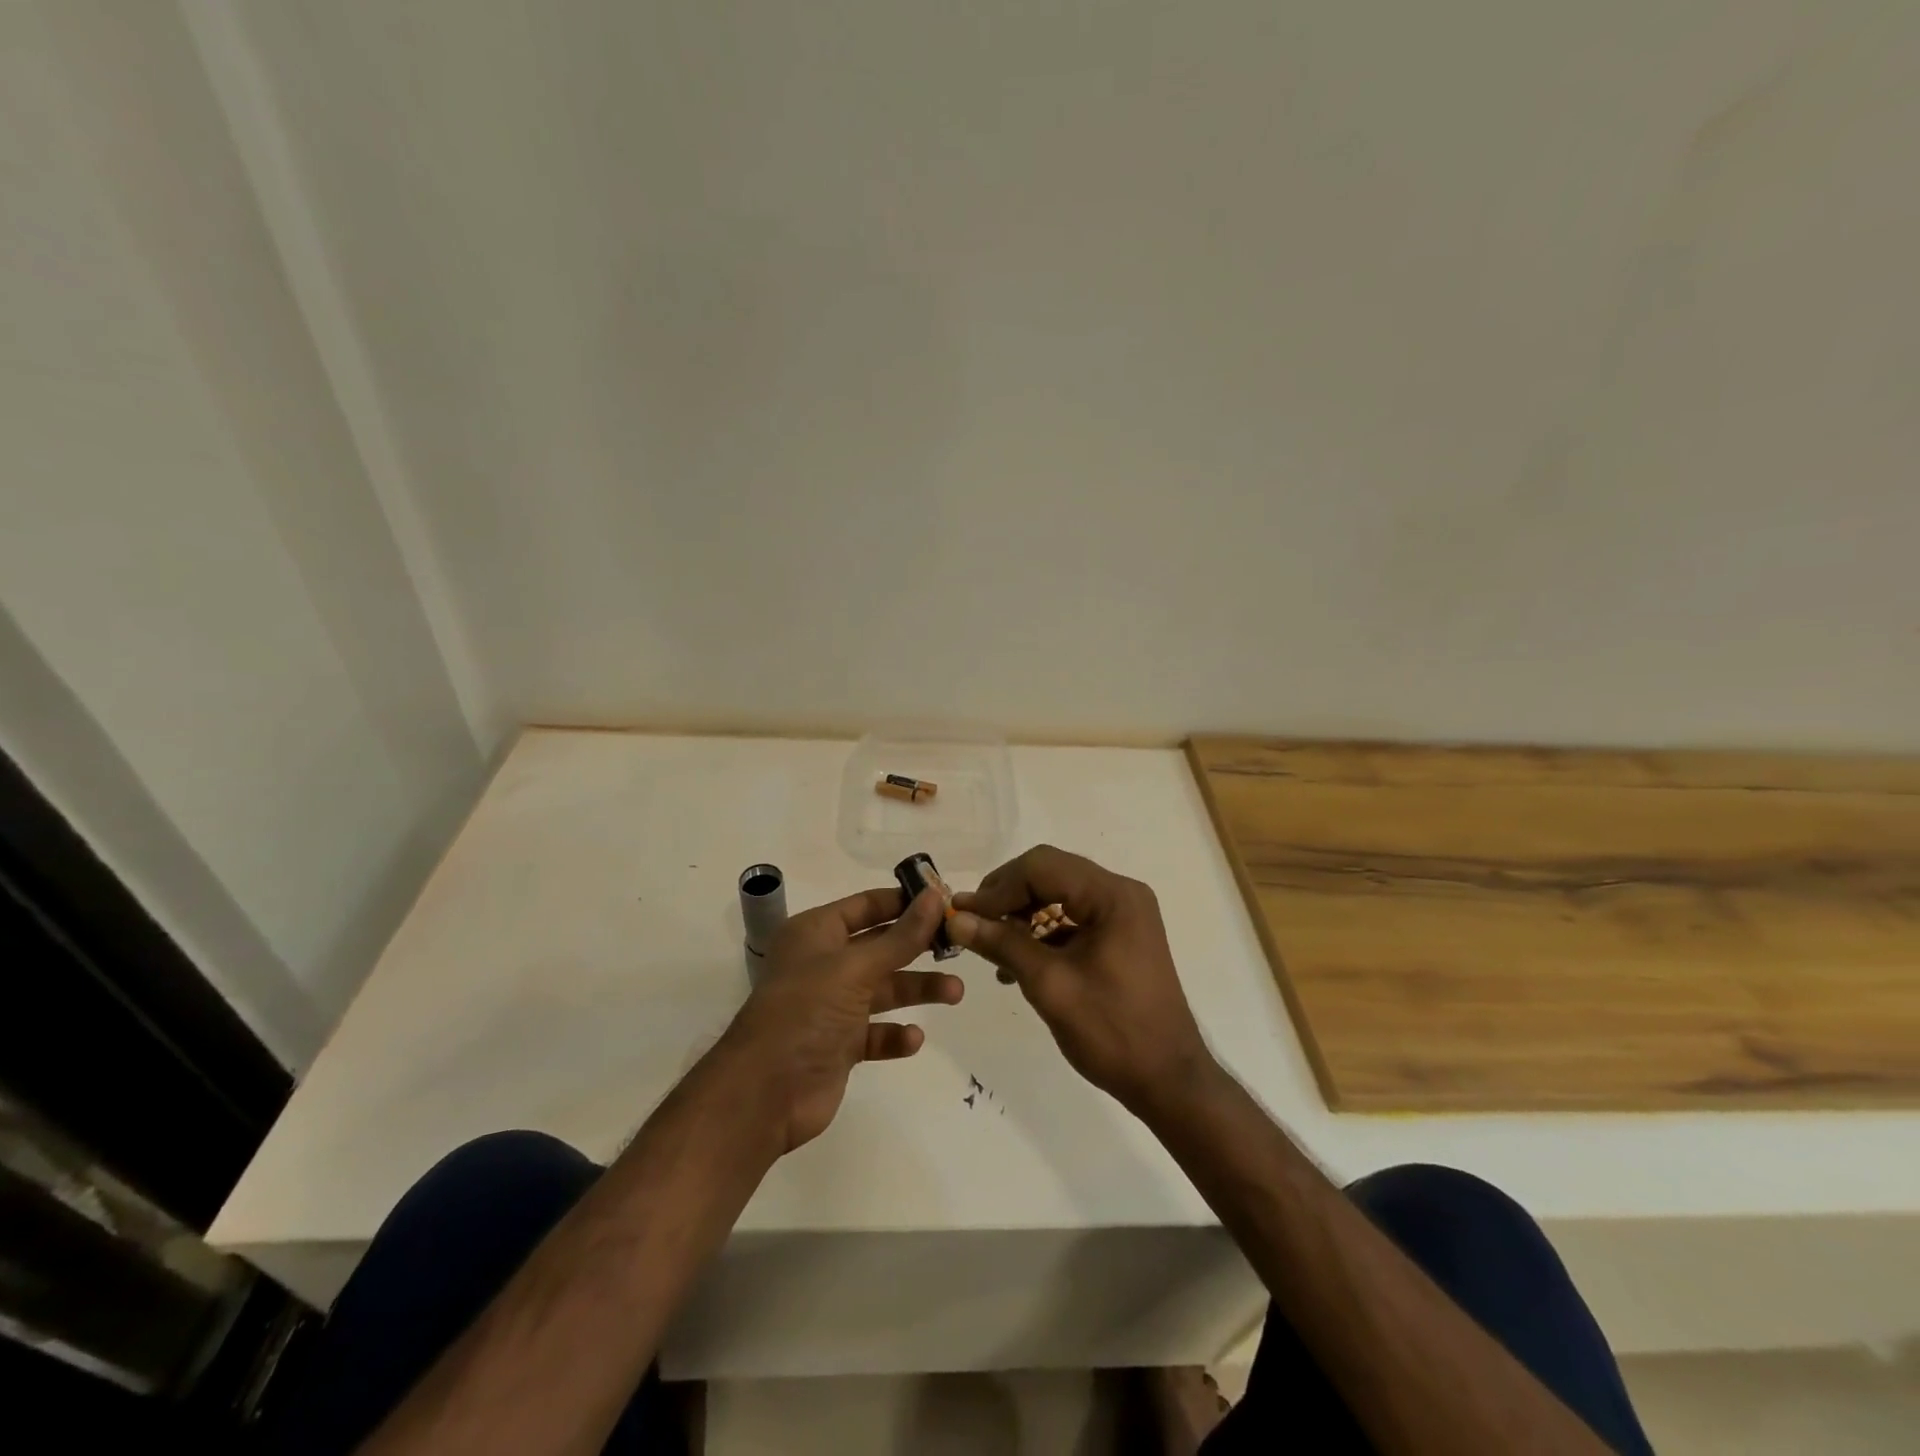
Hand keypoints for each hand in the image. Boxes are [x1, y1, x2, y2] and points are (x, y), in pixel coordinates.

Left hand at [725, 887, 962, 1152]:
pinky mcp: (839, 1044)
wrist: (765, 1093)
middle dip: (918, 947)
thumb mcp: (856, 967)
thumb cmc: (806, 1011)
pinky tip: (913, 1039)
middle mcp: (824, 964)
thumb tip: (936, 897)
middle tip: (959, 945)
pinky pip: (876, 1033)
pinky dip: (895, 1035)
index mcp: (817, 933)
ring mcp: (832, 1006)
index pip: (867, 905)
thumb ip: (901, 936)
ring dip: (917, 990)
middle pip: (880, 946)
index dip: (904, 901)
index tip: (945, 900)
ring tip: (955, 993)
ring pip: (884, 990)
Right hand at [949, 845, 1215, 1118]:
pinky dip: (1042, 933)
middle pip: (1050, 874)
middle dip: (1007, 897)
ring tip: (990, 947)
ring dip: (1022, 916)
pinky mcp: (1120, 935)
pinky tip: (1017, 962)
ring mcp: (1123, 913)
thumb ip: (1002, 944)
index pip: (1042, 866)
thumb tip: (957, 919)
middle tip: (971, 924)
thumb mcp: (1050, 985)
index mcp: (1112, 895)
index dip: (998, 888)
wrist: (1168, 1081)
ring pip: (1058, 895)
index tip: (963, 915)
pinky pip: (1072, 917)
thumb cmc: (1112, 1031)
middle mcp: (1121, 892)